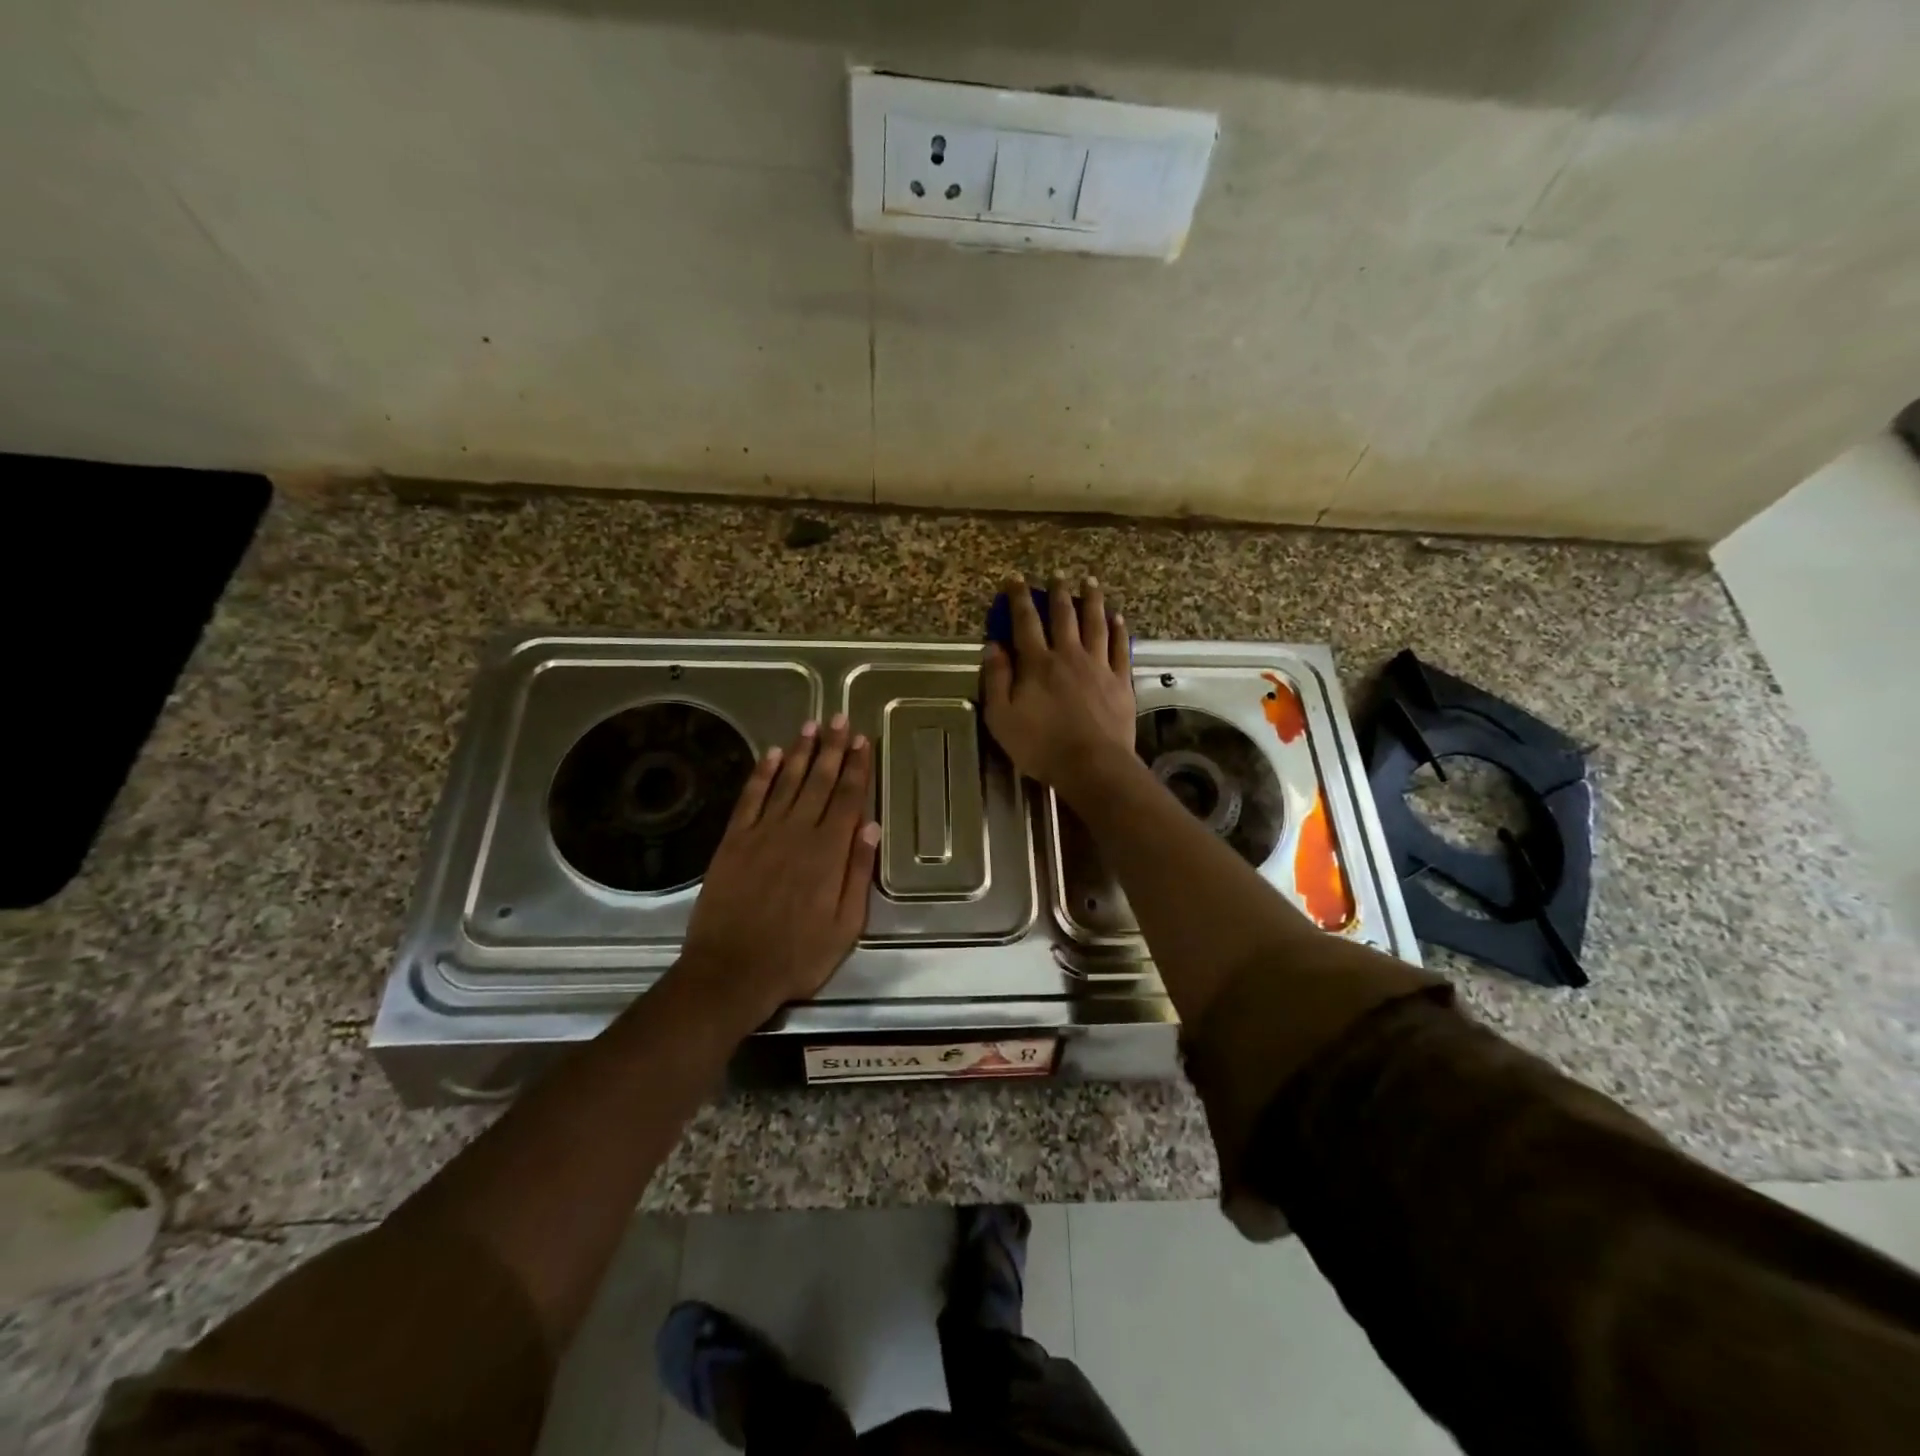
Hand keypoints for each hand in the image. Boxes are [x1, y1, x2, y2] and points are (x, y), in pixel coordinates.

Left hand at [677, 715, 880, 1029]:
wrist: (731, 972)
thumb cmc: (797, 956)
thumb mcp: (845, 926)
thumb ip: (858, 873)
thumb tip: (871, 826)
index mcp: (828, 852)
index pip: (847, 798)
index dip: (856, 767)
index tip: (861, 740)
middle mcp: (796, 833)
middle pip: (818, 782)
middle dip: (831, 749)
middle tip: (838, 718)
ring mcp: (761, 834)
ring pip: (785, 782)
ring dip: (799, 752)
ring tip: (810, 726)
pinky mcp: (733, 842)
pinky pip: (750, 799)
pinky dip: (761, 774)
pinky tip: (770, 755)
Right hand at [982, 574, 1136, 800]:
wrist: (1091, 765)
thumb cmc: (1040, 746)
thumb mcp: (1001, 717)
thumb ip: (996, 679)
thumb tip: (993, 646)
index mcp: (1037, 664)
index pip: (1025, 622)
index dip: (1019, 598)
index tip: (1015, 579)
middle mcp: (1068, 656)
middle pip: (1064, 616)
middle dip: (1059, 592)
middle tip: (1057, 574)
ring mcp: (1098, 666)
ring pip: (1095, 624)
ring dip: (1092, 601)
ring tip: (1091, 582)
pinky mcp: (1120, 681)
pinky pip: (1120, 648)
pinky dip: (1118, 630)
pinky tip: (1117, 618)